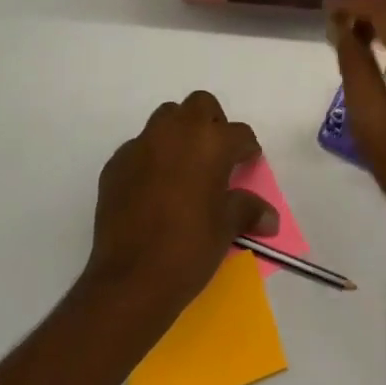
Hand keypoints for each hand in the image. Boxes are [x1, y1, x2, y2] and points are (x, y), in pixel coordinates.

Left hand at [84, 91, 278, 319]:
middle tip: (216, 155)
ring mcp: (141, 144)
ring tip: (185, 166)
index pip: (239, 133)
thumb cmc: (189, 247)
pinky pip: (139, 148)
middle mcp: (175, 132)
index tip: (248, 163)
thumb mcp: (226, 228)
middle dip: (212, 123)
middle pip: (200, 105)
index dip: (247, 148)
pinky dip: (151, 158)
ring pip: (166, 119)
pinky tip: (153, 188)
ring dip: (179, 133)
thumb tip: (270, 218)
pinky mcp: (116, 163)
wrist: (131, 279)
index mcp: (210, 142)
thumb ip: (247, 210)